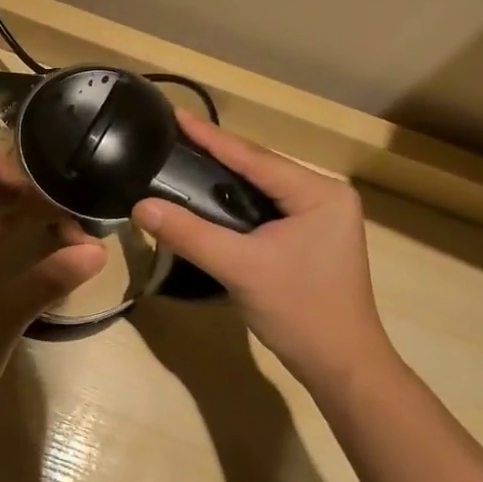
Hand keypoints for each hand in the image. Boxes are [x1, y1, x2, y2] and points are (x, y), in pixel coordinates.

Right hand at [130, 110, 395, 388]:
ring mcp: (323, 217)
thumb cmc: (299, 311)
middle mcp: (326, 196)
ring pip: (264, 187)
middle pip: (260, 168)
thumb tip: (140, 205)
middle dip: (218, 153)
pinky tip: (211, 198)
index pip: (255, 158)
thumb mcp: (240, 268)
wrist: (342, 367)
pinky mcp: (313, 237)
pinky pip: (268, 207)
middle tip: (174, 136)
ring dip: (226, 177)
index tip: (176, 114)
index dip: (212, 137)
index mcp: (320, 193)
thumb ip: (190, 233)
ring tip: (186, 158)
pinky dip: (238, 202)